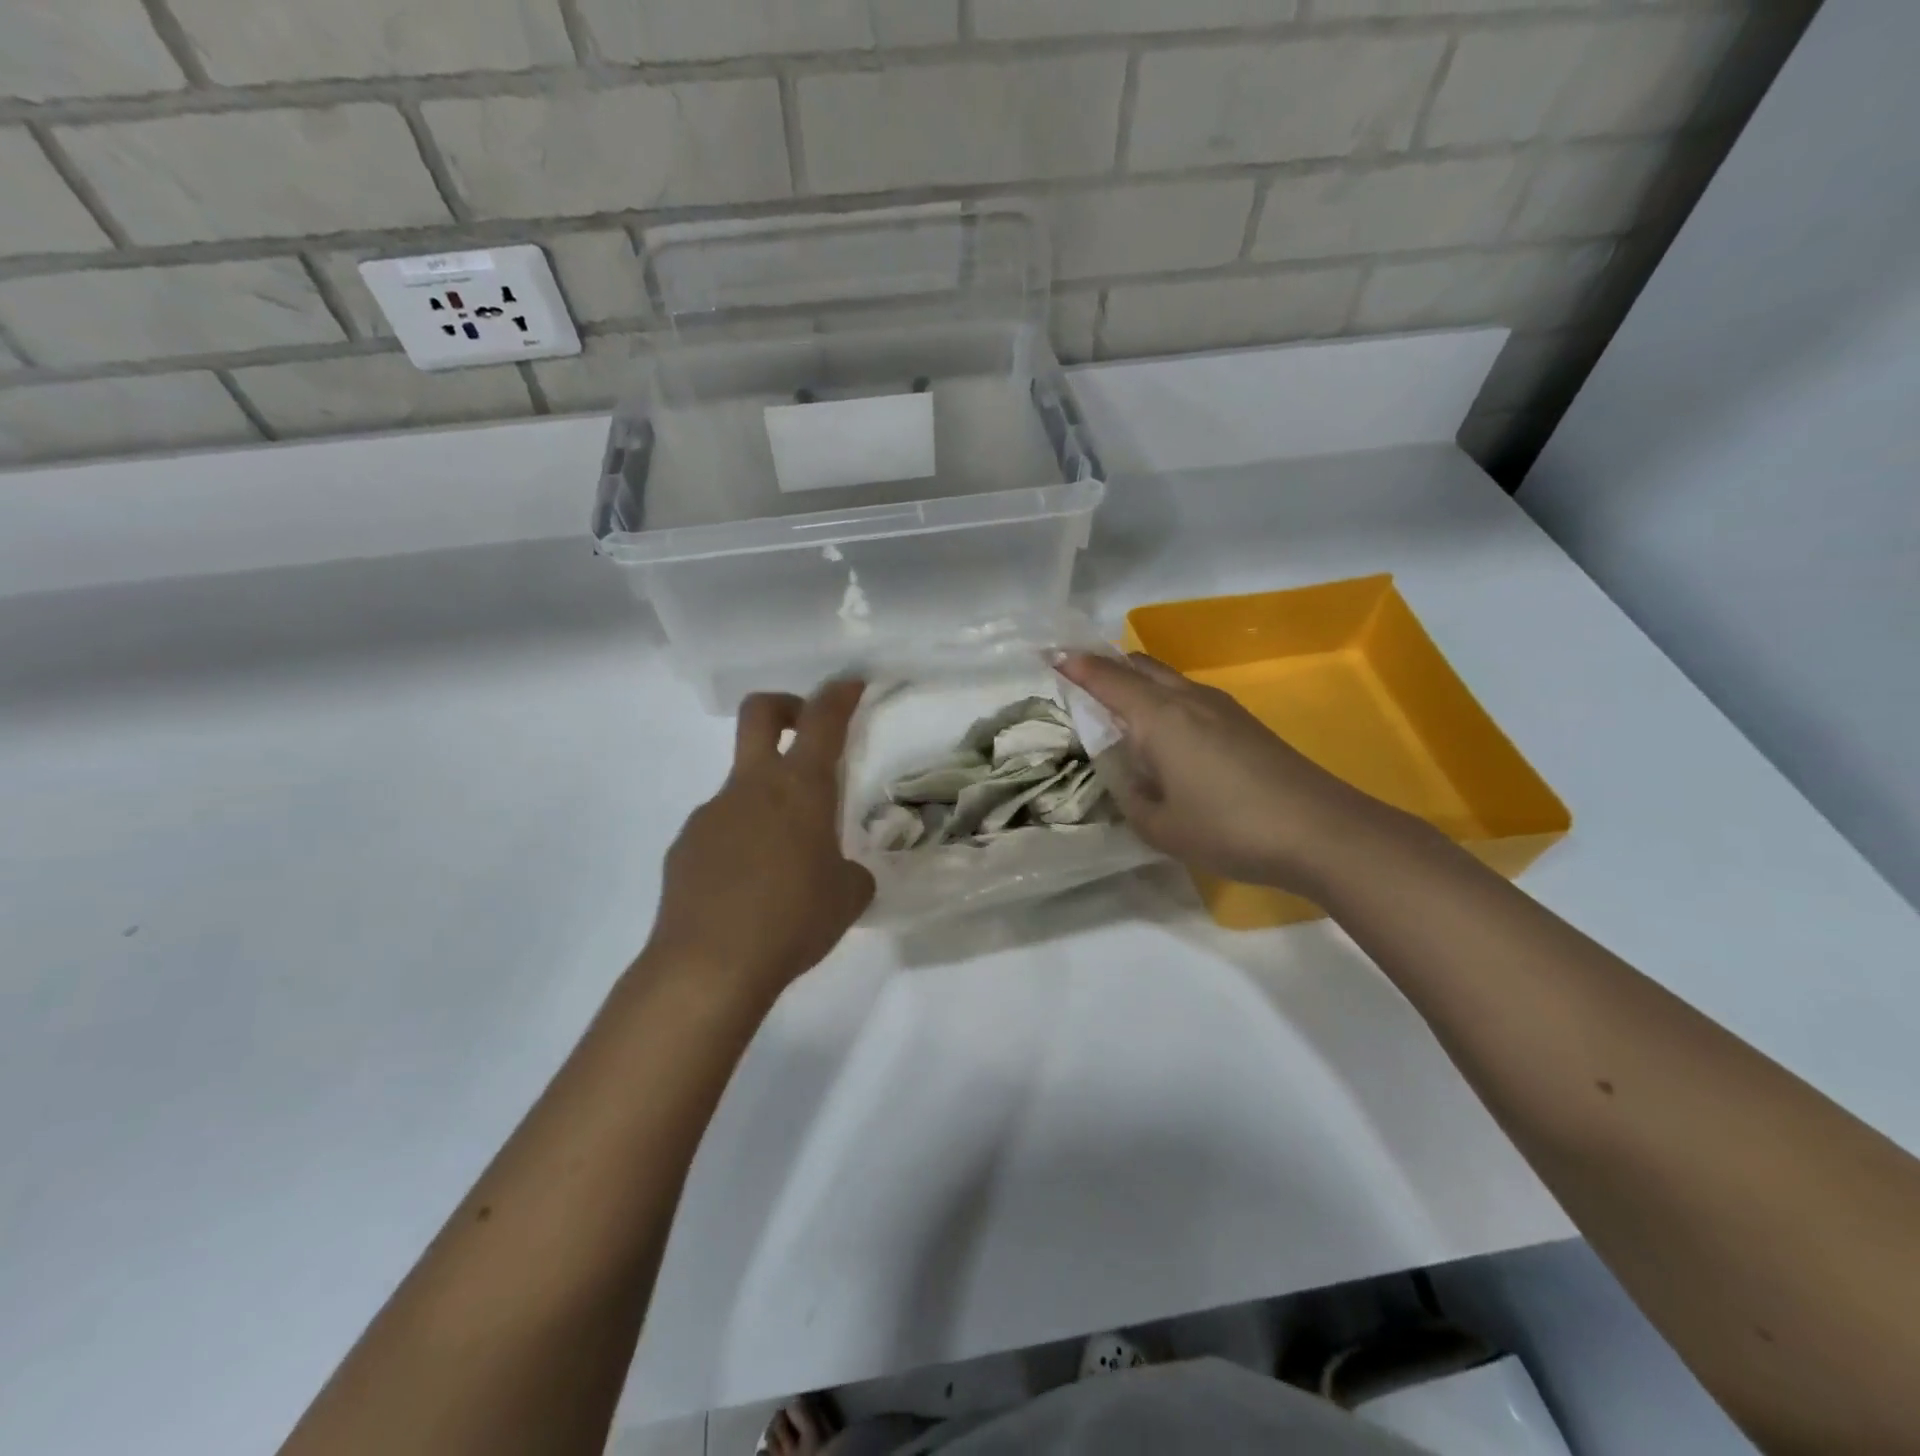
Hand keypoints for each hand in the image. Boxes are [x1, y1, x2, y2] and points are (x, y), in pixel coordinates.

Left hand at [646, 680, 874, 999]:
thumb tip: (841, 873)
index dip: (839, 694)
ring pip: (741, 786)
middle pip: (760, 714)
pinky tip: (746, 891)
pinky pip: (720, 830)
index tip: (850, 684)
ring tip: (782, 866)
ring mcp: (711, 813)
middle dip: (785, 706)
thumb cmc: (794, 920)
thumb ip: (851, 873)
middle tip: (804, 729)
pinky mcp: (684, 846)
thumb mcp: (847, 897)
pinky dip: (739, 844)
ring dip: (766, 803)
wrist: (709, 966)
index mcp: (800, 789)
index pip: (823, 721)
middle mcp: (751, 788)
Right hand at [1056, 652, 1410, 893]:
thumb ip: (1131, 798)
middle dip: (1106, 665)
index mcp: (1159, 718)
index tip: (1050, 656)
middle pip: (1139, 665)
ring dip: (1137, 681)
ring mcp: (1221, 707)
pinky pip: (1188, 696)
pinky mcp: (1243, 723)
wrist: (1320, 830)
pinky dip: (1162, 699)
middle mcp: (1188, 699)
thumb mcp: (1160, 827)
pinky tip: (1163, 732)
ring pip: (1167, 678)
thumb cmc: (1229, 828)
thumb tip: (1128, 777)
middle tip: (1079, 676)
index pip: (1108, 680)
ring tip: (1116, 706)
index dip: (1076, 667)